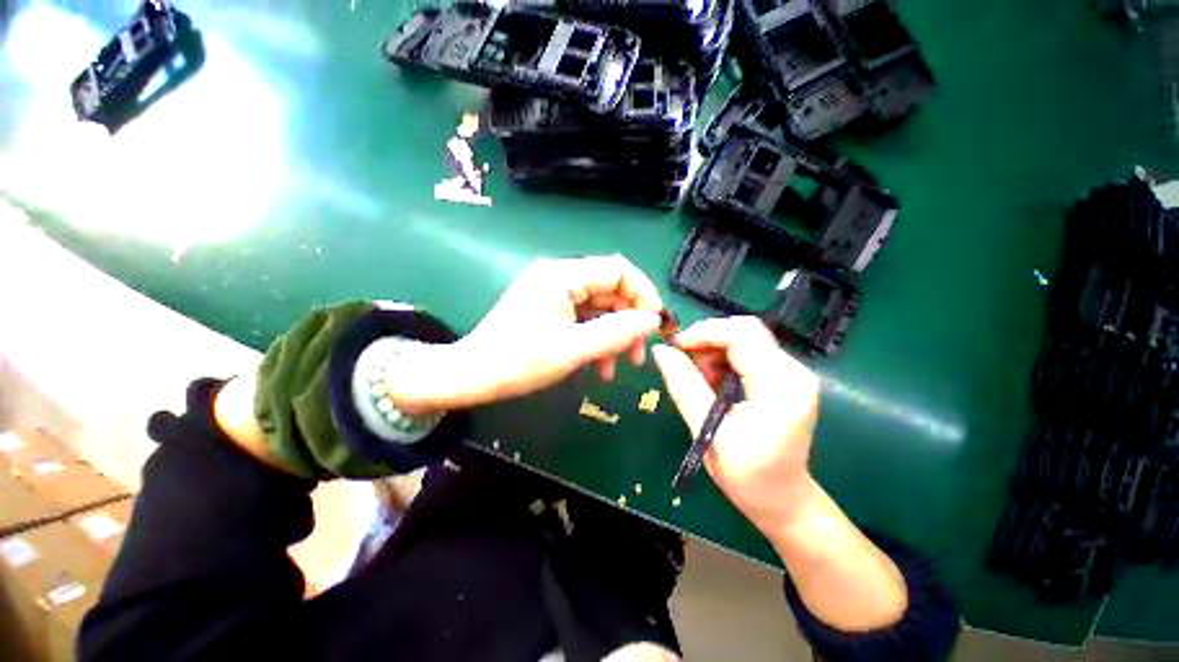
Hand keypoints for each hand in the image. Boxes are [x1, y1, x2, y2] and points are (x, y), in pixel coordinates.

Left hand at [388, 255, 663, 412]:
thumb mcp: (573, 349)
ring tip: (615, 369)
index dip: (643, 294)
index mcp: (563, 275)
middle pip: (610, 291)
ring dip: (612, 337)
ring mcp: (554, 294)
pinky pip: (583, 320)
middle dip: (628, 323)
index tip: (655, 325)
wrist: (472, 376)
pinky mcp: (549, 310)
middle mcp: (560, 277)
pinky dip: (595, 341)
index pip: (619, 270)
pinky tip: (597, 366)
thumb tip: (652, 320)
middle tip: (637, 356)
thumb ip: (616, 333)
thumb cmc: (518, 361)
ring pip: (599, 309)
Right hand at [651, 316, 820, 532]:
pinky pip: (749, 353)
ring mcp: (792, 373)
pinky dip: (724, 361)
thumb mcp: (708, 430)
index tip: (674, 347)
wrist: (783, 500)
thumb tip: (660, 351)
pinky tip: (714, 383)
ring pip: (745, 339)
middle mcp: (794, 370)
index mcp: (780, 385)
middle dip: (707, 340)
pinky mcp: (785, 378)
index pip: (741, 334)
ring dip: (714, 352)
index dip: (703, 333)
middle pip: (745, 331)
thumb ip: (683, 385)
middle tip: (684, 362)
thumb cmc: (747, 475)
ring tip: (699, 379)